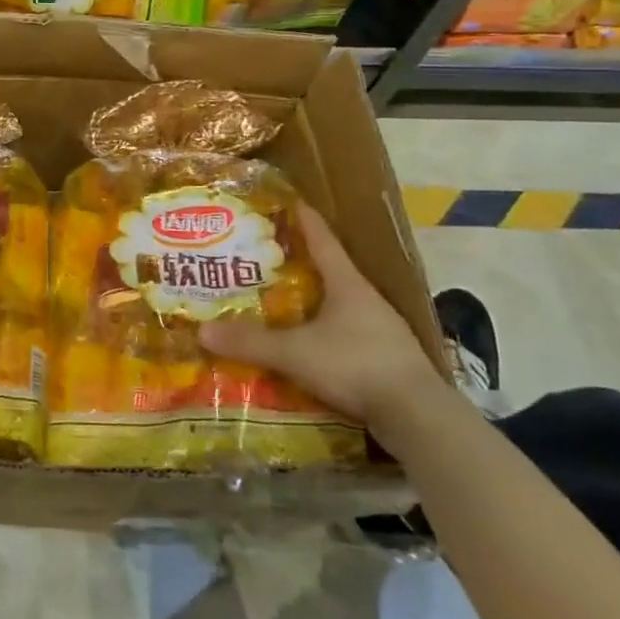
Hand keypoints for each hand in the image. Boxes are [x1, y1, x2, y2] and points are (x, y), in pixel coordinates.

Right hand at [197, 204, 447, 429]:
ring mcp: (382, 331)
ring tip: (283, 304)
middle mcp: (366, 300)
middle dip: (302, 264)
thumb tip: (202, 331)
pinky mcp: (386, 361)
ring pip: (340, 306)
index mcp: (347, 284)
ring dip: (314, 303)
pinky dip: (326, 335)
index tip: (291, 202)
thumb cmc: (355, 364)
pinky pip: (348, 337)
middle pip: (331, 272)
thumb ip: (250, 342)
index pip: (323, 240)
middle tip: (269, 258)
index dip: (305, 220)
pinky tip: (309, 348)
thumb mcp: (295, 352)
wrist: (418, 416)